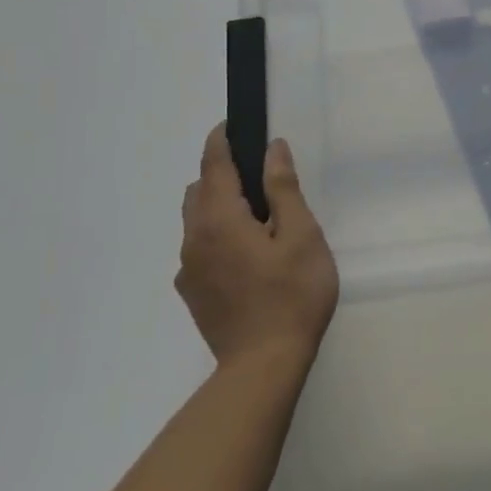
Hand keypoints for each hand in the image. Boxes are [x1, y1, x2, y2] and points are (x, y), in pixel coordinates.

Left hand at [177, 124, 338, 367]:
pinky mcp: (192, 293)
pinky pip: (198, 249)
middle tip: (256, 177)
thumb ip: (283, 189)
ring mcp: (189, 269)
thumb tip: (272, 150)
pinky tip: (245, 257)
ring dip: (216, 206)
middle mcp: (194, 238)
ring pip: (195, 221)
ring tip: (255, 219)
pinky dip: (215, 236)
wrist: (264, 365)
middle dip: (219, 174)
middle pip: (198, 191)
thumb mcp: (301, 236)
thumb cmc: (292, 295)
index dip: (221, 140)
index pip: (213, 165)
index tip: (231, 125)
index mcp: (220, 219)